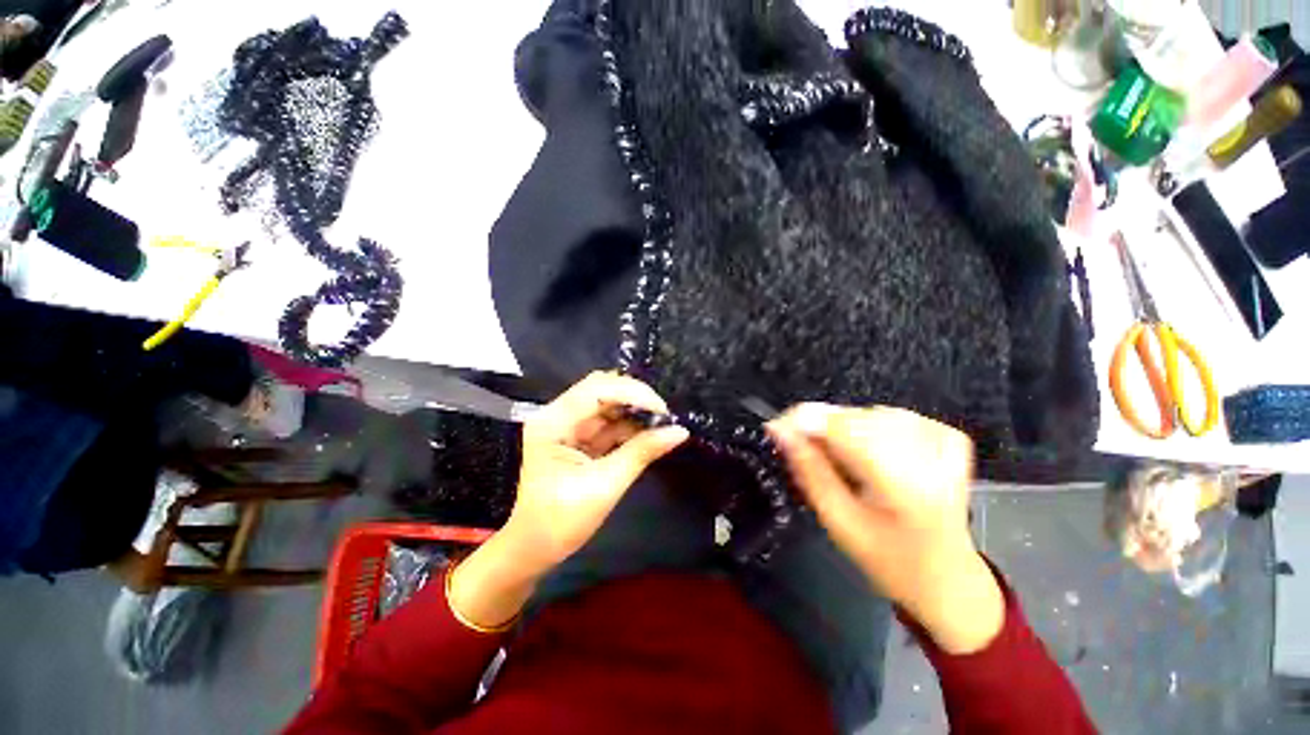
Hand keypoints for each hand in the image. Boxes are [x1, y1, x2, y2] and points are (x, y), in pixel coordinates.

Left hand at [449, 372, 687, 629]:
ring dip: (634, 413)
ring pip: (606, 406)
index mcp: (554, 423)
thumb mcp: (604, 487)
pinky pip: (605, 425)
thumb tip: (679, 431)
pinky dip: (627, 428)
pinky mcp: (575, 439)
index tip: (664, 412)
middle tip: (665, 416)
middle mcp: (558, 416)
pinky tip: (648, 435)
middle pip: (601, 390)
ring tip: (663, 425)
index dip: (633, 393)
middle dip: (636, 399)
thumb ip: (641, 453)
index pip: (597, 389)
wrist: (528, 552)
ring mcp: (566, 427)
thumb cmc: (558, 524)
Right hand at [768, 404, 1003, 653]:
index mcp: (906, 487)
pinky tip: (870, 454)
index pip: (843, 428)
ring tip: (842, 462)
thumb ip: (808, 470)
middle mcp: (932, 457)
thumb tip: (780, 431)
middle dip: (820, 428)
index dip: (803, 421)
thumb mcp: (838, 521)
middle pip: (854, 416)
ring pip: (867, 412)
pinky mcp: (949, 436)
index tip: (777, 428)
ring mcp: (945, 442)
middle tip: (805, 450)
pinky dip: (868, 429)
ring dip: (842, 430)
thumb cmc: (889, 560)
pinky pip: (889, 415)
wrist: (947, 577)